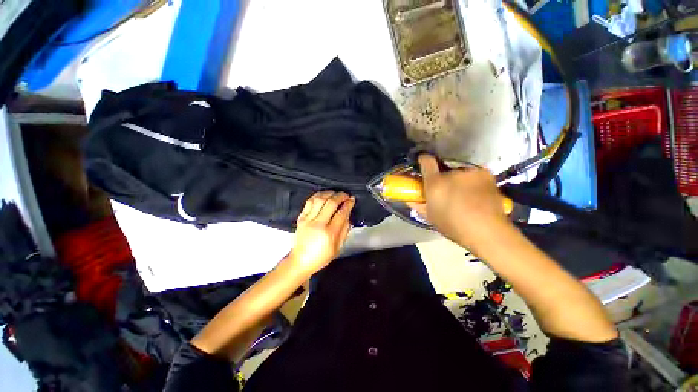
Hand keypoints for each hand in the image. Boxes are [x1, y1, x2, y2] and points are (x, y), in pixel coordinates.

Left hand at [288, 191, 354, 275]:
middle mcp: (318, 224)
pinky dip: (318, 196)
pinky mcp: (301, 217)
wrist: (300, 261)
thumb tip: (348, 214)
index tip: (352, 199)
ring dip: (329, 193)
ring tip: (335, 194)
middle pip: (331, 203)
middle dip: (340, 196)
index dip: (348, 204)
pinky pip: (309, 201)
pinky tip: (323, 196)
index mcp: (329, 233)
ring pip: (319, 199)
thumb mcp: (338, 247)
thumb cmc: (321, 257)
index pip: (341, 213)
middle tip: (345, 195)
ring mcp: (308, 219)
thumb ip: (344, 229)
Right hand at [408, 154, 509, 249]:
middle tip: (446, 191)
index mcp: (436, 183)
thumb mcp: (430, 217)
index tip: (422, 162)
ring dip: (458, 180)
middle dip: (443, 178)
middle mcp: (452, 173)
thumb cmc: (453, 226)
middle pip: (444, 169)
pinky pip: (474, 175)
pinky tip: (477, 194)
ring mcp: (470, 172)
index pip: (427, 161)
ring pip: (460, 173)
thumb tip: (409, 199)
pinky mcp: (485, 174)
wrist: (488, 231)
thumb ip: (418, 205)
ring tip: (464, 195)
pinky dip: (473, 182)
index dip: (423, 160)